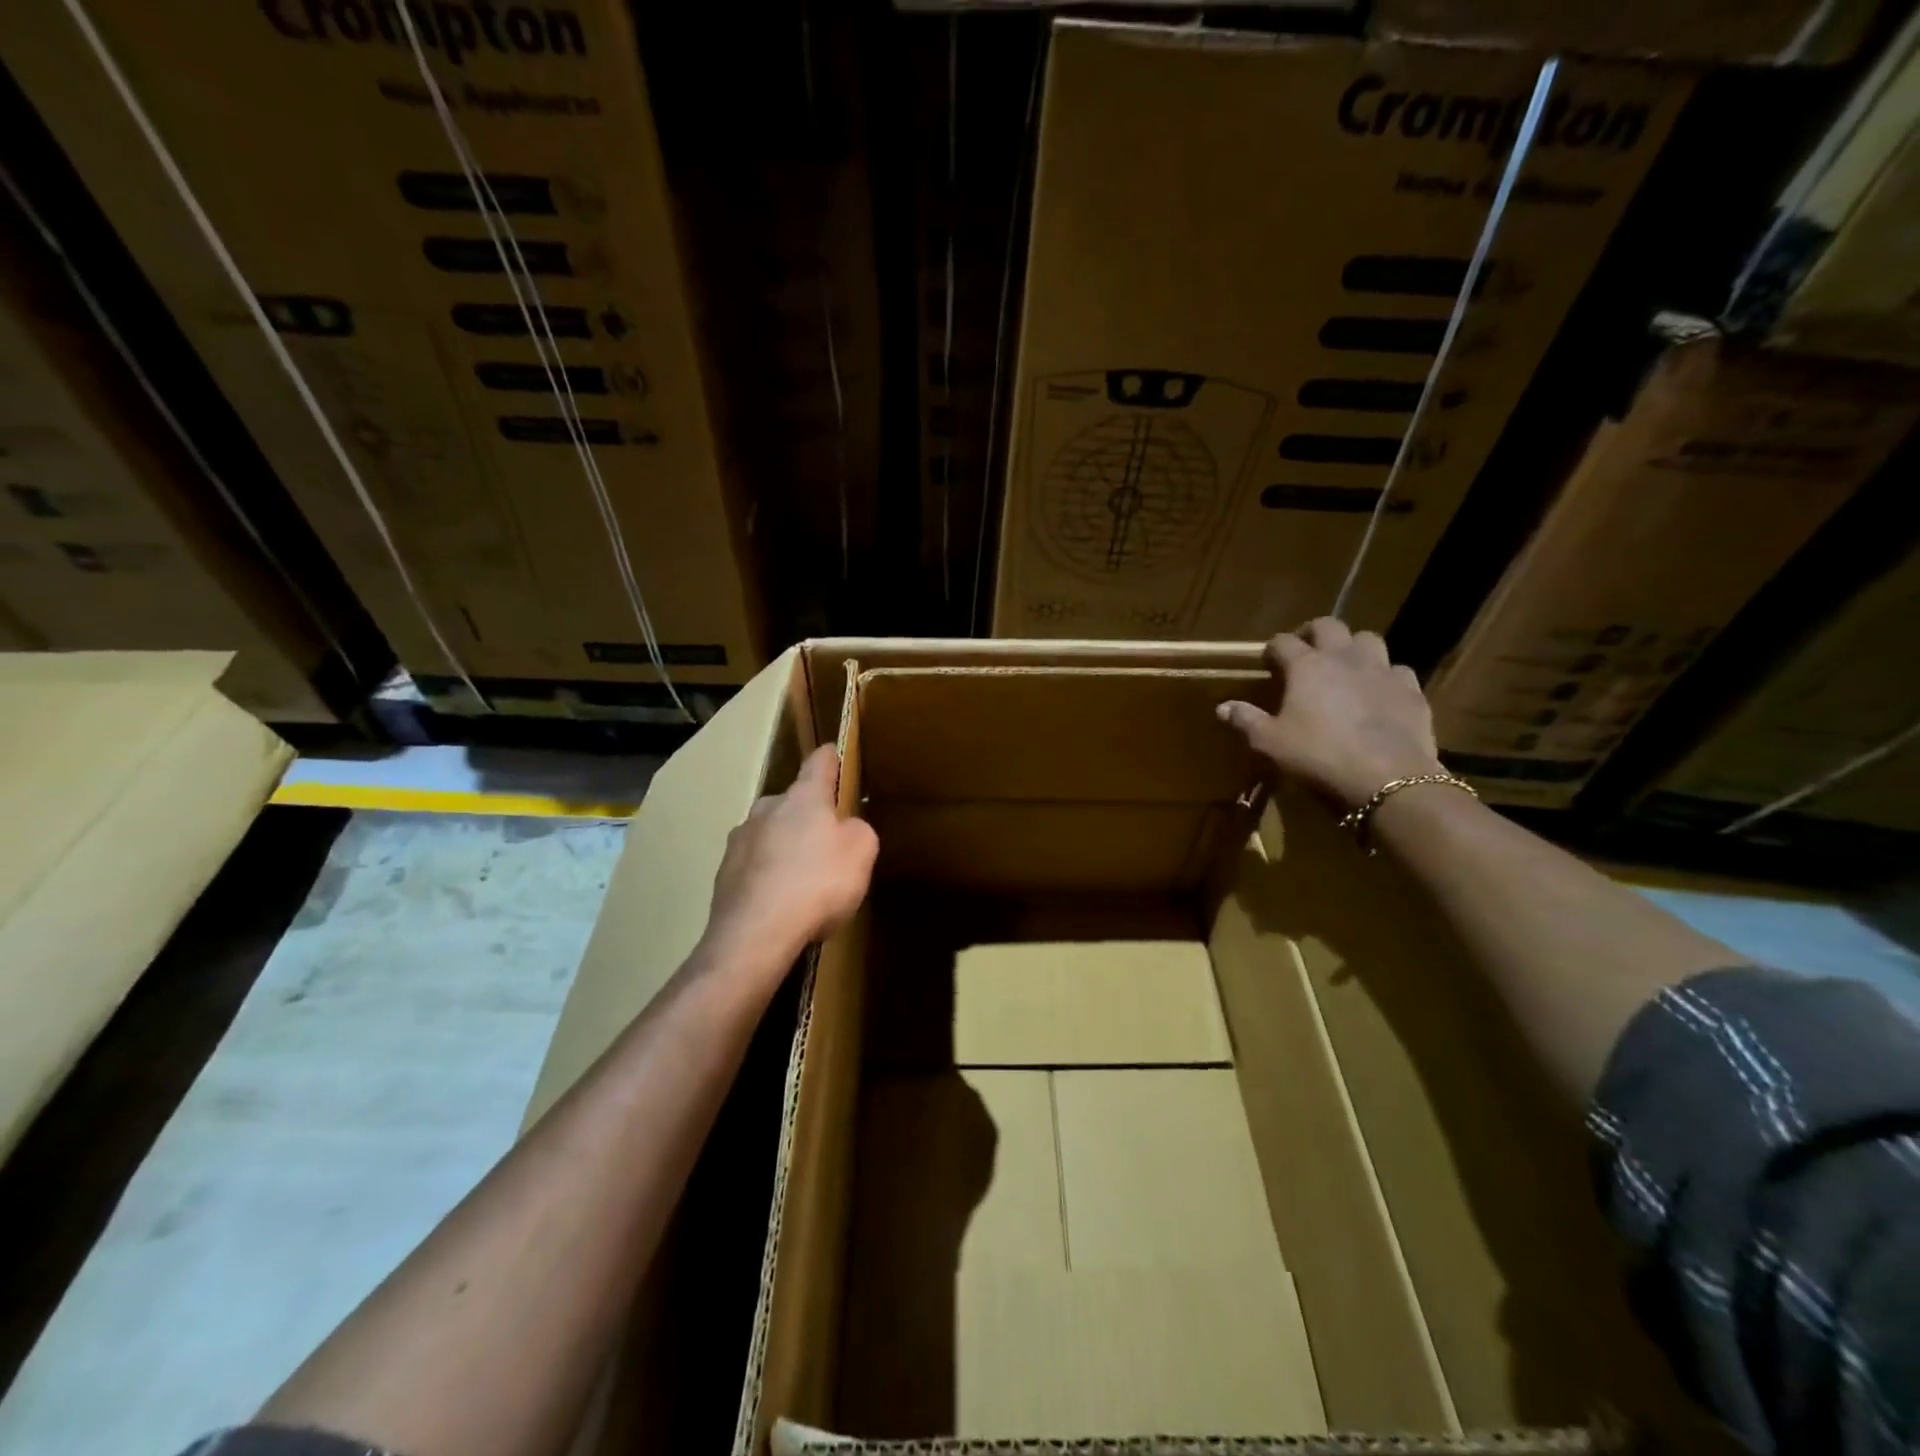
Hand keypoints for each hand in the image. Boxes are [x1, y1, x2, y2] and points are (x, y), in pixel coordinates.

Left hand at [699, 745, 877, 984]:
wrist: (755, 935)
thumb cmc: (817, 883)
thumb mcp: (861, 853)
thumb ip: (858, 831)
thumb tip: (845, 828)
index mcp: (803, 797)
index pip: (818, 763)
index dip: (830, 759)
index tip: (832, 755)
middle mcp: (766, 809)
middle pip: (791, 803)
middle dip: (807, 817)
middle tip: (826, 844)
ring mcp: (739, 841)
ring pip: (769, 835)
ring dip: (784, 849)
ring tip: (801, 881)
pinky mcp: (723, 874)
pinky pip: (754, 868)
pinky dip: (767, 878)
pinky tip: (780, 905)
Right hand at [1217, 617, 1445, 809]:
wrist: (1388, 776)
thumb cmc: (1319, 756)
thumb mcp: (1270, 743)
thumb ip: (1246, 720)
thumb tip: (1222, 707)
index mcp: (1306, 666)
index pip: (1283, 642)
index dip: (1272, 649)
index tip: (1267, 662)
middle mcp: (1344, 657)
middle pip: (1329, 626)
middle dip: (1313, 633)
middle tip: (1305, 651)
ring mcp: (1382, 670)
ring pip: (1368, 639)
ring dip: (1353, 647)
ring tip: (1345, 665)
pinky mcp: (1410, 689)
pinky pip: (1397, 670)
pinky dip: (1385, 675)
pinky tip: (1379, 692)